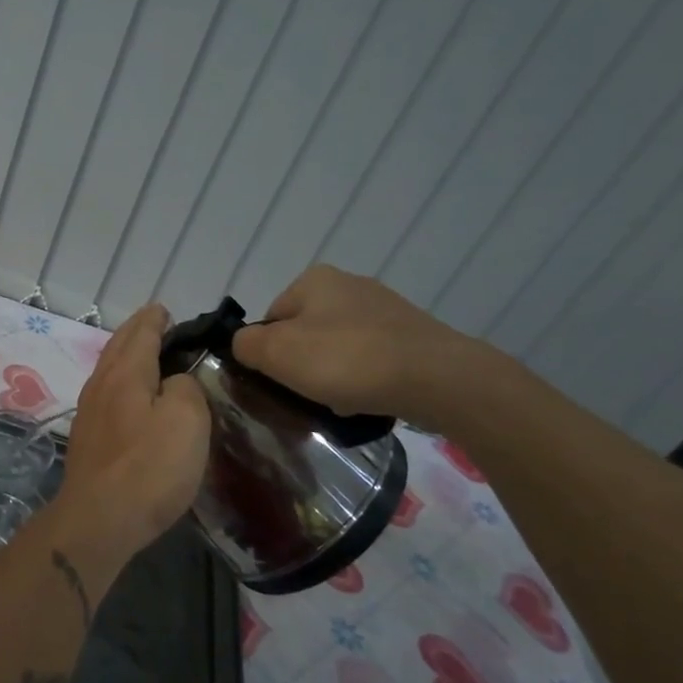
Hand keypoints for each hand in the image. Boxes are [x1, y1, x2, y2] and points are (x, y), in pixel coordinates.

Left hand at [57, 304, 209, 561]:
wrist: (100, 519)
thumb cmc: (149, 467)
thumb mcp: (187, 420)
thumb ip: (186, 388)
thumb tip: (174, 381)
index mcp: (126, 373)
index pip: (141, 333)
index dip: (155, 319)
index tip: (165, 310)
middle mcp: (101, 384)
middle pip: (119, 346)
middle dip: (137, 331)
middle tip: (154, 322)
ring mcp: (89, 411)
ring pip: (109, 368)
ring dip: (126, 354)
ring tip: (143, 353)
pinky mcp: (87, 437)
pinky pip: (106, 392)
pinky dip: (120, 380)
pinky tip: (128, 394)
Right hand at [231, 266, 480, 427]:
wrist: (438, 378)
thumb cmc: (346, 360)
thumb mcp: (276, 353)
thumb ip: (244, 345)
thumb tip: (244, 346)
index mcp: (313, 280)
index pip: (270, 318)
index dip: (268, 353)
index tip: (279, 382)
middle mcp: (349, 285)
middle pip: (305, 333)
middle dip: (303, 365)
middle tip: (307, 396)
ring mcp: (386, 309)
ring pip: (339, 348)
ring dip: (334, 375)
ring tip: (341, 403)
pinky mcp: (413, 336)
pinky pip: (372, 359)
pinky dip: (365, 379)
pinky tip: (370, 400)